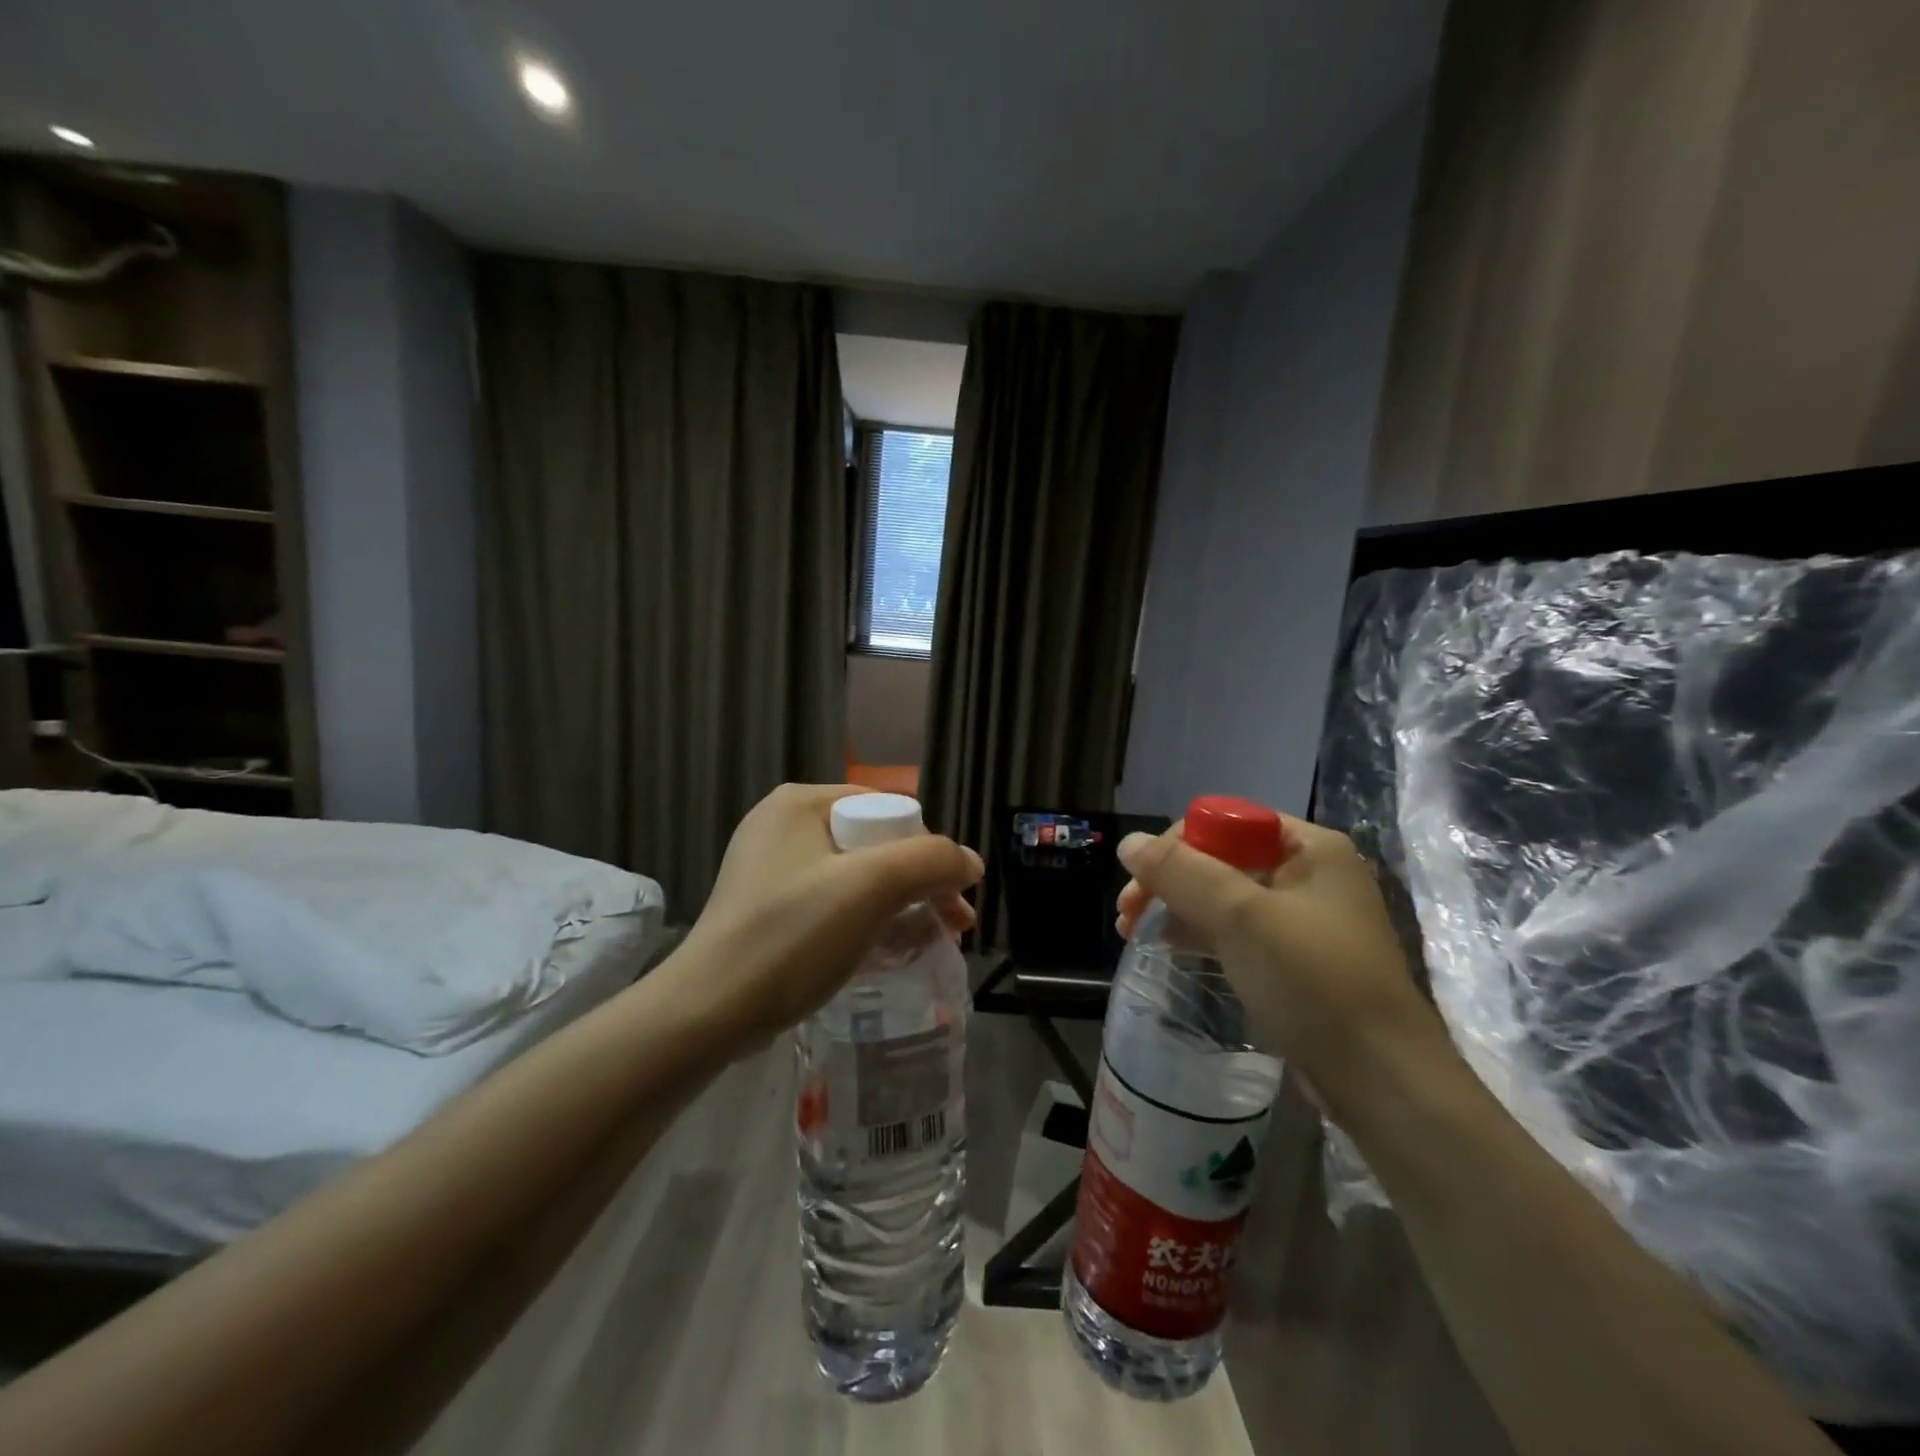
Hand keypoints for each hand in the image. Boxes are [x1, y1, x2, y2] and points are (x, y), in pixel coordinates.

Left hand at [670, 784, 983, 1044]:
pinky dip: (869, 924)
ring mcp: (772, 871)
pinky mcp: (769, 911)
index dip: (926, 848)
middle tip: (955, 923)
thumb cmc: (791, 935)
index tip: (951, 893)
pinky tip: (895, 953)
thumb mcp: (870, 888)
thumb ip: (930, 862)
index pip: (887, 810)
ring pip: (858, 879)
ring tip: (936, 941)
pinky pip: (834, 906)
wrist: (708, 1012)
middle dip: (920, 884)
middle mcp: (784, 827)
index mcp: (800, 804)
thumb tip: (970, 862)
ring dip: (902, 907)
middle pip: (875, 846)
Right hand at [1115, 816, 1453, 1096]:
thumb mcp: (1241, 917)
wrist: (1381, 1082)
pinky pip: (1237, 930)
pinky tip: (1170, 946)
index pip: (1227, 821)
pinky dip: (1200, 932)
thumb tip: (1128, 841)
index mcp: (1311, 847)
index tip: (1140, 880)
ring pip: (1224, 896)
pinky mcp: (1295, 959)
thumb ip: (1180, 872)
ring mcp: (1304, 919)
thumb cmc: (1314, 983)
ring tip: (1134, 932)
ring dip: (1177, 906)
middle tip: (1127, 912)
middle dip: (1170, 880)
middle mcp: (1310, 873)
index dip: (1177, 844)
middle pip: (1221, 858)